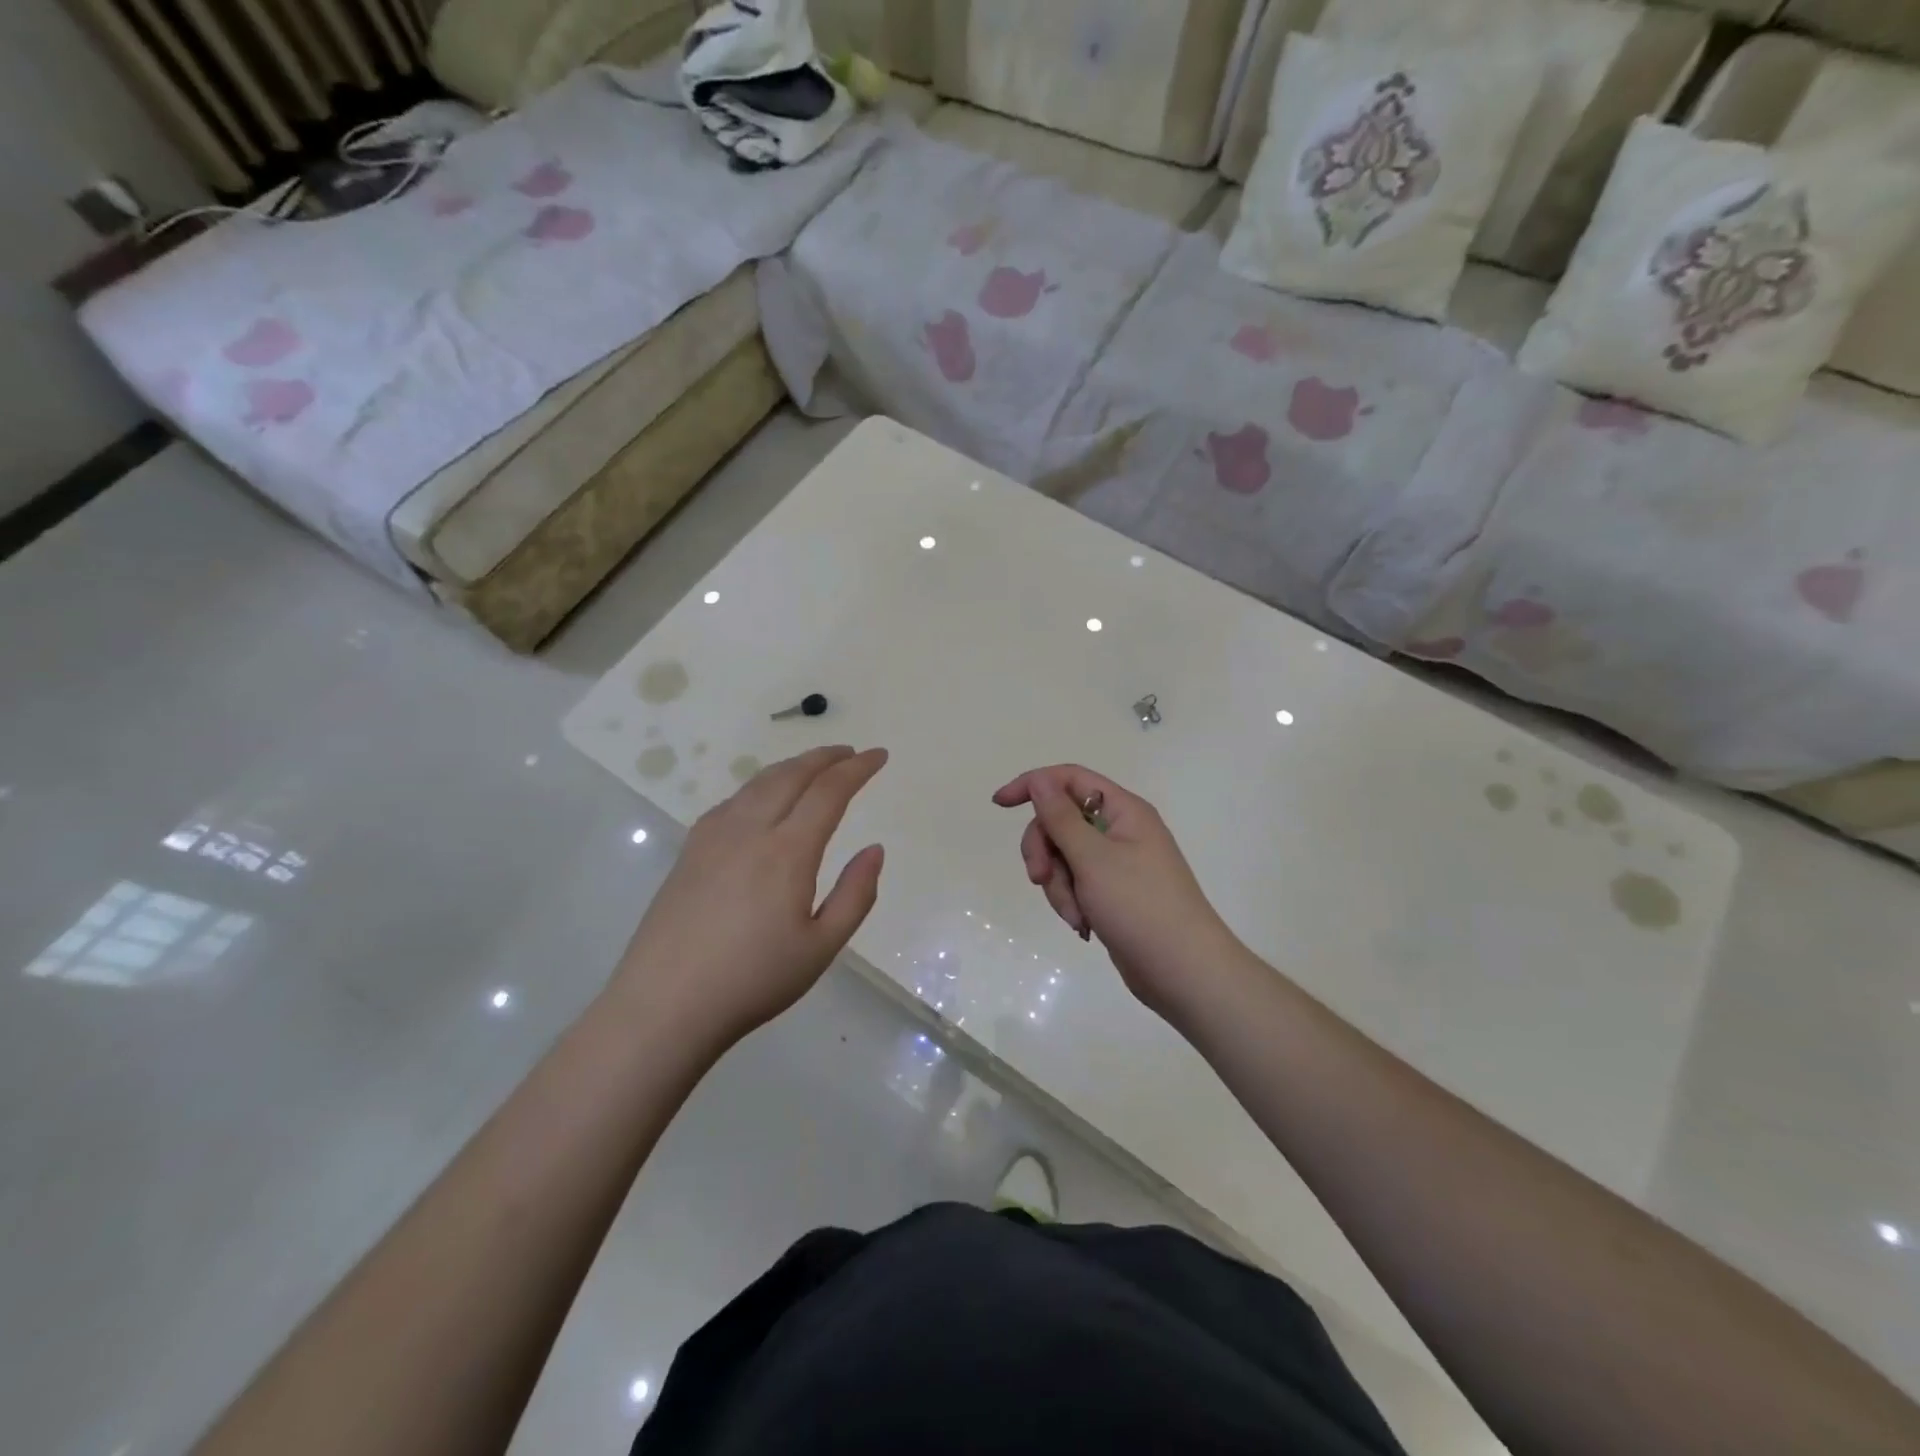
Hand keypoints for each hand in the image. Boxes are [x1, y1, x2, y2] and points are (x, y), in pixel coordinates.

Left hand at [612, 746, 886, 1049]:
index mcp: (787, 852)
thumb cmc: (753, 980)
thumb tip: (875, 849)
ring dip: (792, 767)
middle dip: (825, 757)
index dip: (857, 769)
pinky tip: (761, 801)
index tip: (879, 756)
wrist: (664, 1005)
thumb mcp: (821, 948)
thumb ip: (855, 895)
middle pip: (791, 775)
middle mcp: (750, 831)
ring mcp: (713, 837)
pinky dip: (758, 787)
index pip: (829, 792)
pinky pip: (731, 802)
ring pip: (758, 783)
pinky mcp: (689, 851)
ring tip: (813, 767)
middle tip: (850, 753)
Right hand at [993, 765, 1241, 1021]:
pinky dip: (1071, 901)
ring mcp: (1117, 863)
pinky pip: (1076, 884)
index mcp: (1123, 810)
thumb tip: (1039, 780)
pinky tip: (1084, 925)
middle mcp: (1120, 830)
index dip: (1033, 785)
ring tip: (1076, 915)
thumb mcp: (1093, 859)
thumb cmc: (1140, 907)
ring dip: (1059, 886)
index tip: (1000, 805)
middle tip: (1039, 878)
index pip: (1069, 779)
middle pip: (1060, 822)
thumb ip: (1061, 818)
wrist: (1184, 972)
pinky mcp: (1112, 893)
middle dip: (1045, 851)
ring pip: (1063, 858)